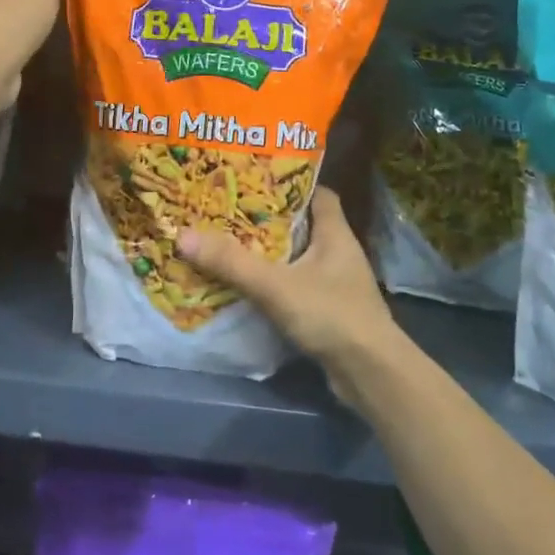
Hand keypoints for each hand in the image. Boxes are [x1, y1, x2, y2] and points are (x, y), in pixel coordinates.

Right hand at [178, 188, 400, 405]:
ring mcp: (337, 284)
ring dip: (270, 254)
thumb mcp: (275, 285)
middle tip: (230, 212)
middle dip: (269, 220)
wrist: (371, 374)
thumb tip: (183, 235)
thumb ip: (231, 262)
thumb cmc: (331, 315)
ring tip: (230, 245)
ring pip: (298, 258)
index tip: (256, 180)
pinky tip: (248, 287)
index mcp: (335, 233)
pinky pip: (297, 286)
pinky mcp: (331, 312)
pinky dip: (275, 284)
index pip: (319, 194)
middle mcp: (339, 253)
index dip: (291, 184)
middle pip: (303, 225)